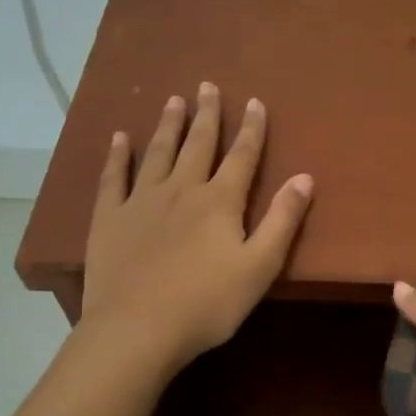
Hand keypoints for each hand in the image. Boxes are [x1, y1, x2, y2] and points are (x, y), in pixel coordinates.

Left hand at [80, 82, 313, 371]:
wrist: (138, 329)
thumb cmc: (207, 303)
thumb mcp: (259, 266)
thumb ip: (282, 220)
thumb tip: (305, 177)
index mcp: (220, 202)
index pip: (242, 156)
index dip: (252, 129)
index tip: (255, 102)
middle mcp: (182, 190)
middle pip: (198, 144)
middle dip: (207, 115)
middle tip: (208, 86)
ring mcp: (142, 201)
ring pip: (158, 153)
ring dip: (168, 125)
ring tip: (173, 99)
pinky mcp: (110, 219)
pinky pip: (114, 178)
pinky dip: (117, 156)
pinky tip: (119, 138)